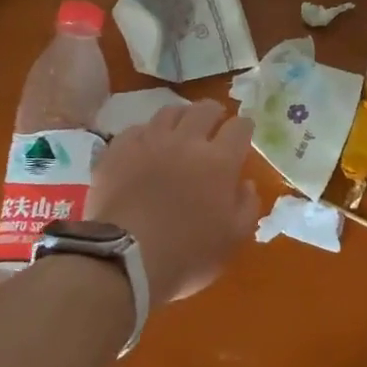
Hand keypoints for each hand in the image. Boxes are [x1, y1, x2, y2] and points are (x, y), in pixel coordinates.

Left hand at [87, 101, 258, 306]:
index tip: (244, 131)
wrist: (125, 257)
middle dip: (214, 112)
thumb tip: (246, 184)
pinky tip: (145, 144)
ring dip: (181, 116)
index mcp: (219, 161)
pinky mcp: (118, 150)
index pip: (239, 127)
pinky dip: (146, 133)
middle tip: (215, 121)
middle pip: (204, 110)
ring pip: (169, 112)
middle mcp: (186, 141)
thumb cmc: (187, 253)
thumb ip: (247, 206)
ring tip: (181, 126)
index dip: (244, 126)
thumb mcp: (233, 238)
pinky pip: (136, 129)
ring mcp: (149, 142)